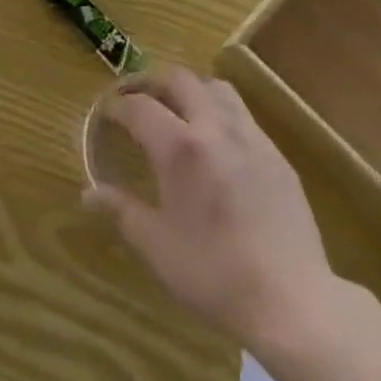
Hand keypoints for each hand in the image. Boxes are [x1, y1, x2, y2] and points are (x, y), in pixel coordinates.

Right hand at [87, 68, 333, 349]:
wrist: (291, 300)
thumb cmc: (215, 275)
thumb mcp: (158, 248)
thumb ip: (122, 211)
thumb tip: (89, 193)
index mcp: (180, 148)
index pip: (140, 107)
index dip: (118, 106)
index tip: (106, 112)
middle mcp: (215, 128)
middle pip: (180, 80)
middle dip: (153, 83)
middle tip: (137, 99)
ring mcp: (250, 137)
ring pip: (216, 88)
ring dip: (191, 89)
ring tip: (178, 109)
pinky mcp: (276, 153)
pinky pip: (243, 114)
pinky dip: (220, 112)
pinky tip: (217, 142)